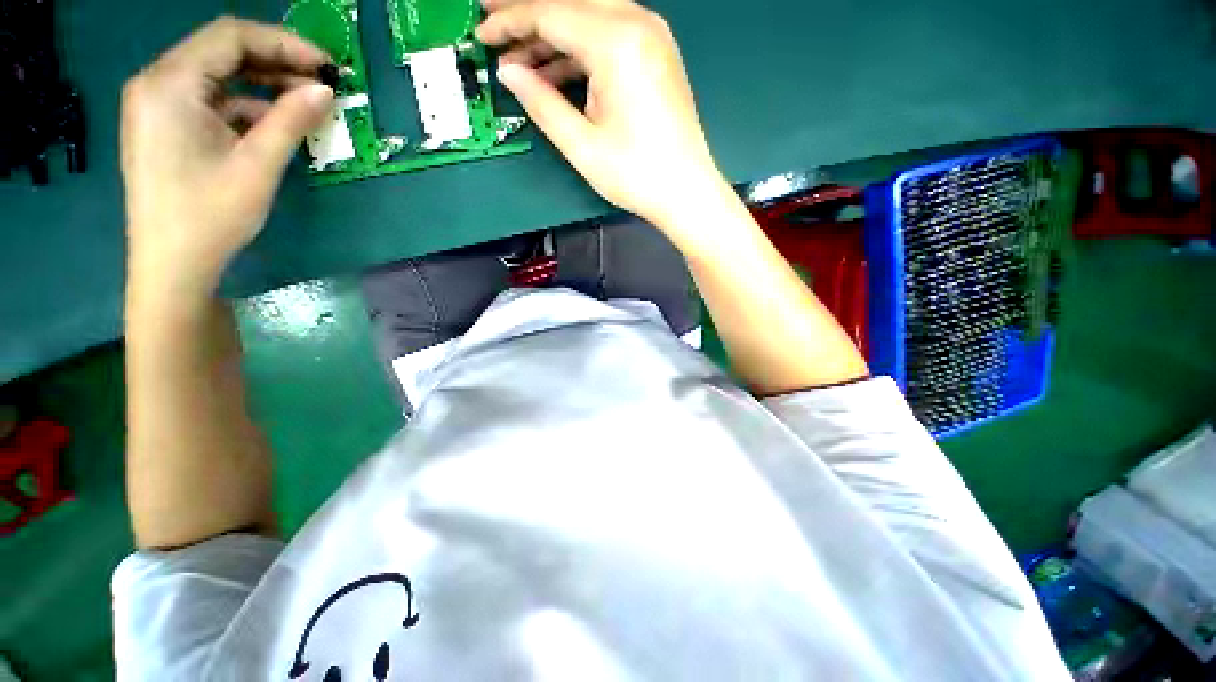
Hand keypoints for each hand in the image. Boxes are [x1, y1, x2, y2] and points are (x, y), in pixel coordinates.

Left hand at [121, 17, 332, 294]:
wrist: (171, 265)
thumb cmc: (210, 216)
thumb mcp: (257, 165)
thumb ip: (290, 120)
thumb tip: (326, 91)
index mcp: (170, 83)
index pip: (231, 37)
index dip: (284, 43)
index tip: (327, 66)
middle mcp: (157, 83)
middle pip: (223, 52)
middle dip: (276, 63)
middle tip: (322, 86)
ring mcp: (158, 105)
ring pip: (219, 76)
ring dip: (264, 86)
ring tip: (306, 106)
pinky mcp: (166, 125)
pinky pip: (211, 101)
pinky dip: (246, 107)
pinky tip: (276, 125)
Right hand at [477, 0, 728, 233]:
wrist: (686, 192)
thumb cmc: (636, 175)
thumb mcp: (582, 145)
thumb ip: (542, 103)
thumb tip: (509, 72)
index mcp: (617, 43)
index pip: (550, 14)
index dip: (510, 21)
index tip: (482, 34)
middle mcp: (638, 24)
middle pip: (571, 1)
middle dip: (529, 12)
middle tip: (494, 23)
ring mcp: (652, 37)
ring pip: (590, 15)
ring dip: (554, 34)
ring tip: (522, 60)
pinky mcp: (657, 54)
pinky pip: (609, 35)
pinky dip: (580, 49)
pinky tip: (558, 71)